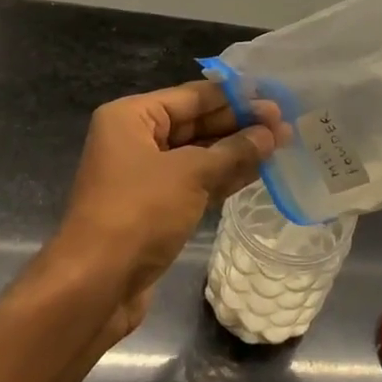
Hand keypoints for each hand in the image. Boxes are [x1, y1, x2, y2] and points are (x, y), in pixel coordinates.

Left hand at [55, 81, 281, 333]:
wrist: (96, 284)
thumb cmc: (139, 213)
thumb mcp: (190, 174)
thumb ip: (233, 150)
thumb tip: (270, 133)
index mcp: (132, 117)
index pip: (193, 96)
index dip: (236, 97)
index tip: (275, 98)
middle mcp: (136, 140)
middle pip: (197, 123)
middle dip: (240, 124)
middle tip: (285, 124)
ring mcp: (145, 176)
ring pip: (200, 154)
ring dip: (238, 151)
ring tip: (282, 144)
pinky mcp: (156, 207)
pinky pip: (196, 182)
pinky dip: (225, 176)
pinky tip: (259, 171)